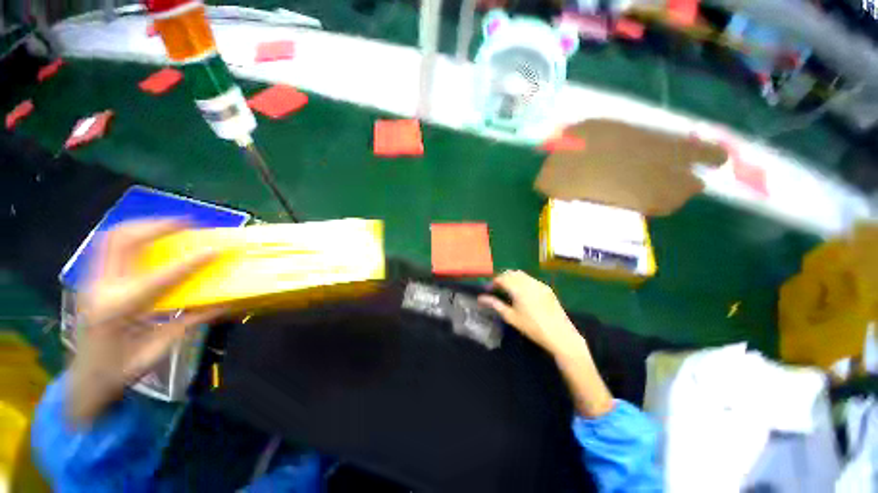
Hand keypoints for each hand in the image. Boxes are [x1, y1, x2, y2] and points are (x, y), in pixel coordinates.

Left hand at [68, 219, 222, 422]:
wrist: (84, 380)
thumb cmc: (123, 370)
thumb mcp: (160, 349)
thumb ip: (190, 321)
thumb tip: (224, 305)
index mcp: (120, 310)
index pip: (160, 278)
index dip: (191, 262)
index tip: (215, 249)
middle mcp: (102, 289)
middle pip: (124, 240)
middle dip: (157, 226)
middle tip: (187, 223)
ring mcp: (92, 282)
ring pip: (112, 237)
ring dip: (142, 225)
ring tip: (169, 225)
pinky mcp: (91, 281)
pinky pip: (107, 247)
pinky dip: (130, 236)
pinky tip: (148, 239)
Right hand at [478, 271, 613, 416]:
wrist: (560, 335)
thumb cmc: (532, 327)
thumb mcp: (511, 317)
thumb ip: (495, 304)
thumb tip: (481, 298)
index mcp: (518, 288)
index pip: (502, 278)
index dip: (493, 282)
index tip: (489, 290)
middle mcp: (528, 282)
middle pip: (511, 273)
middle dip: (502, 278)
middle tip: (497, 289)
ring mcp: (539, 284)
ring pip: (521, 275)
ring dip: (512, 278)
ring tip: (508, 290)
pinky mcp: (546, 288)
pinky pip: (530, 279)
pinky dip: (522, 281)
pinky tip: (522, 293)